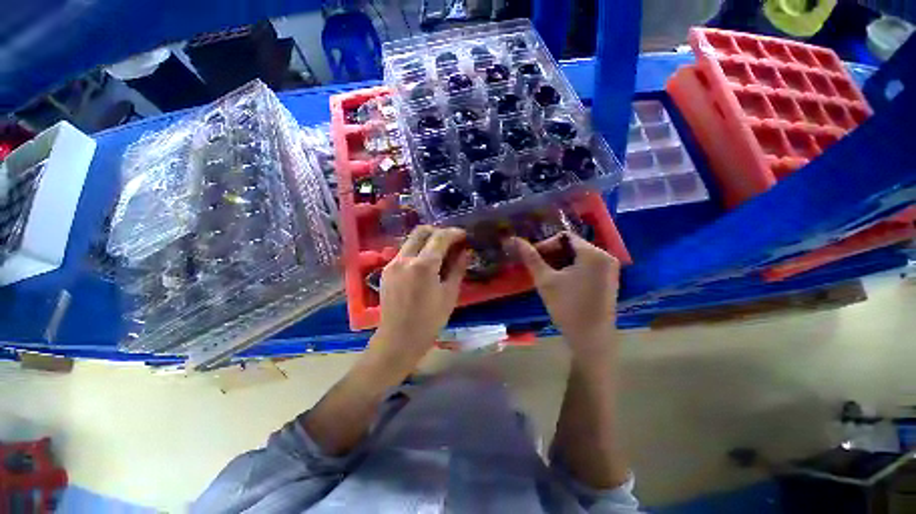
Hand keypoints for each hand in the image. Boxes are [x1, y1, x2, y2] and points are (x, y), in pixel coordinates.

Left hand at [372, 226, 469, 364]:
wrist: (398, 339)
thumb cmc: (429, 320)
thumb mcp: (449, 294)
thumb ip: (457, 269)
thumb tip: (465, 252)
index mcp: (423, 265)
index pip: (440, 237)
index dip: (454, 233)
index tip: (464, 235)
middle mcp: (405, 258)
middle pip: (421, 231)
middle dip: (438, 231)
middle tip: (451, 240)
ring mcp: (392, 263)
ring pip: (411, 240)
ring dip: (427, 240)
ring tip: (440, 252)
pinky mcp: (386, 271)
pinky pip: (404, 252)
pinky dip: (417, 251)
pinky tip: (425, 264)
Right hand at [508, 232, 619, 354]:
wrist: (590, 339)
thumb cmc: (567, 307)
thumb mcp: (545, 280)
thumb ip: (531, 258)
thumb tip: (514, 239)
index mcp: (593, 253)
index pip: (564, 236)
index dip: (545, 244)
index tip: (533, 258)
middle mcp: (606, 256)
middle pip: (573, 245)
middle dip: (552, 253)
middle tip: (537, 266)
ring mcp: (610, 269)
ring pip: (579, 256)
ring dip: (560, 261)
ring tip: (546, 273)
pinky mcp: (609, 280)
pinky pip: (587, 265)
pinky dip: (571, 268)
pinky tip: (561, 280)